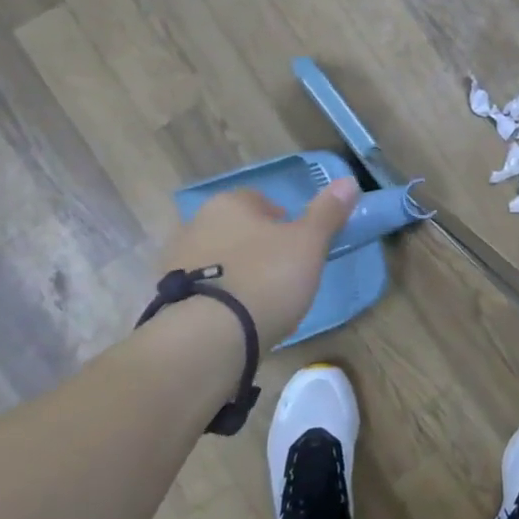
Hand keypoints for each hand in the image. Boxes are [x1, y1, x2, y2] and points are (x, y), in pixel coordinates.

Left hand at [156, 179, 359, 347]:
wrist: (209, 337)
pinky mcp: (168, 301)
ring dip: (236, 274)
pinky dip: (219, 301)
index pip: (258, 200)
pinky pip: (203, 292)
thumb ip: (327, 213)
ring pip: (217, 261)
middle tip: (283, 274)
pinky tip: (237, 321)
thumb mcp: (309, 244)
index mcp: (228, 204)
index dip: (282, 219)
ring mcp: (176, 264)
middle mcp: (195, 225)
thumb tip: (349, 180)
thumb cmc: (266, 278)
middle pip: (235, 230)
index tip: (298, 244)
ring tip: (261, 302)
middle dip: (257, 247)